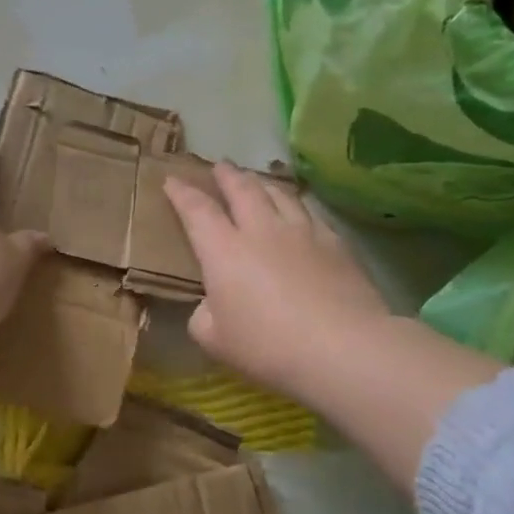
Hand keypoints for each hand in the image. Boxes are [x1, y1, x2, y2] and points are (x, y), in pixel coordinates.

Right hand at [164, 164, 391, 402]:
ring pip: (279, 194)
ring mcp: (302, 233)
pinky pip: (310, 212)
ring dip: (262, 183)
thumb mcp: (215, 340)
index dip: (182, 193)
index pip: (197, 211)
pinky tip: (299, 209)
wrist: (342, 347)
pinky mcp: (335, 243)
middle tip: (220, 166)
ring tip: (257, 180)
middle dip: (227, 175)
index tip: (172, 179)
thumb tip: (210, 305)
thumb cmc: (267, 346)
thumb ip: (203, 316)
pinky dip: (296, 205)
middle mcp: (261, 230)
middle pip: (242, 190)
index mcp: (223, 251)